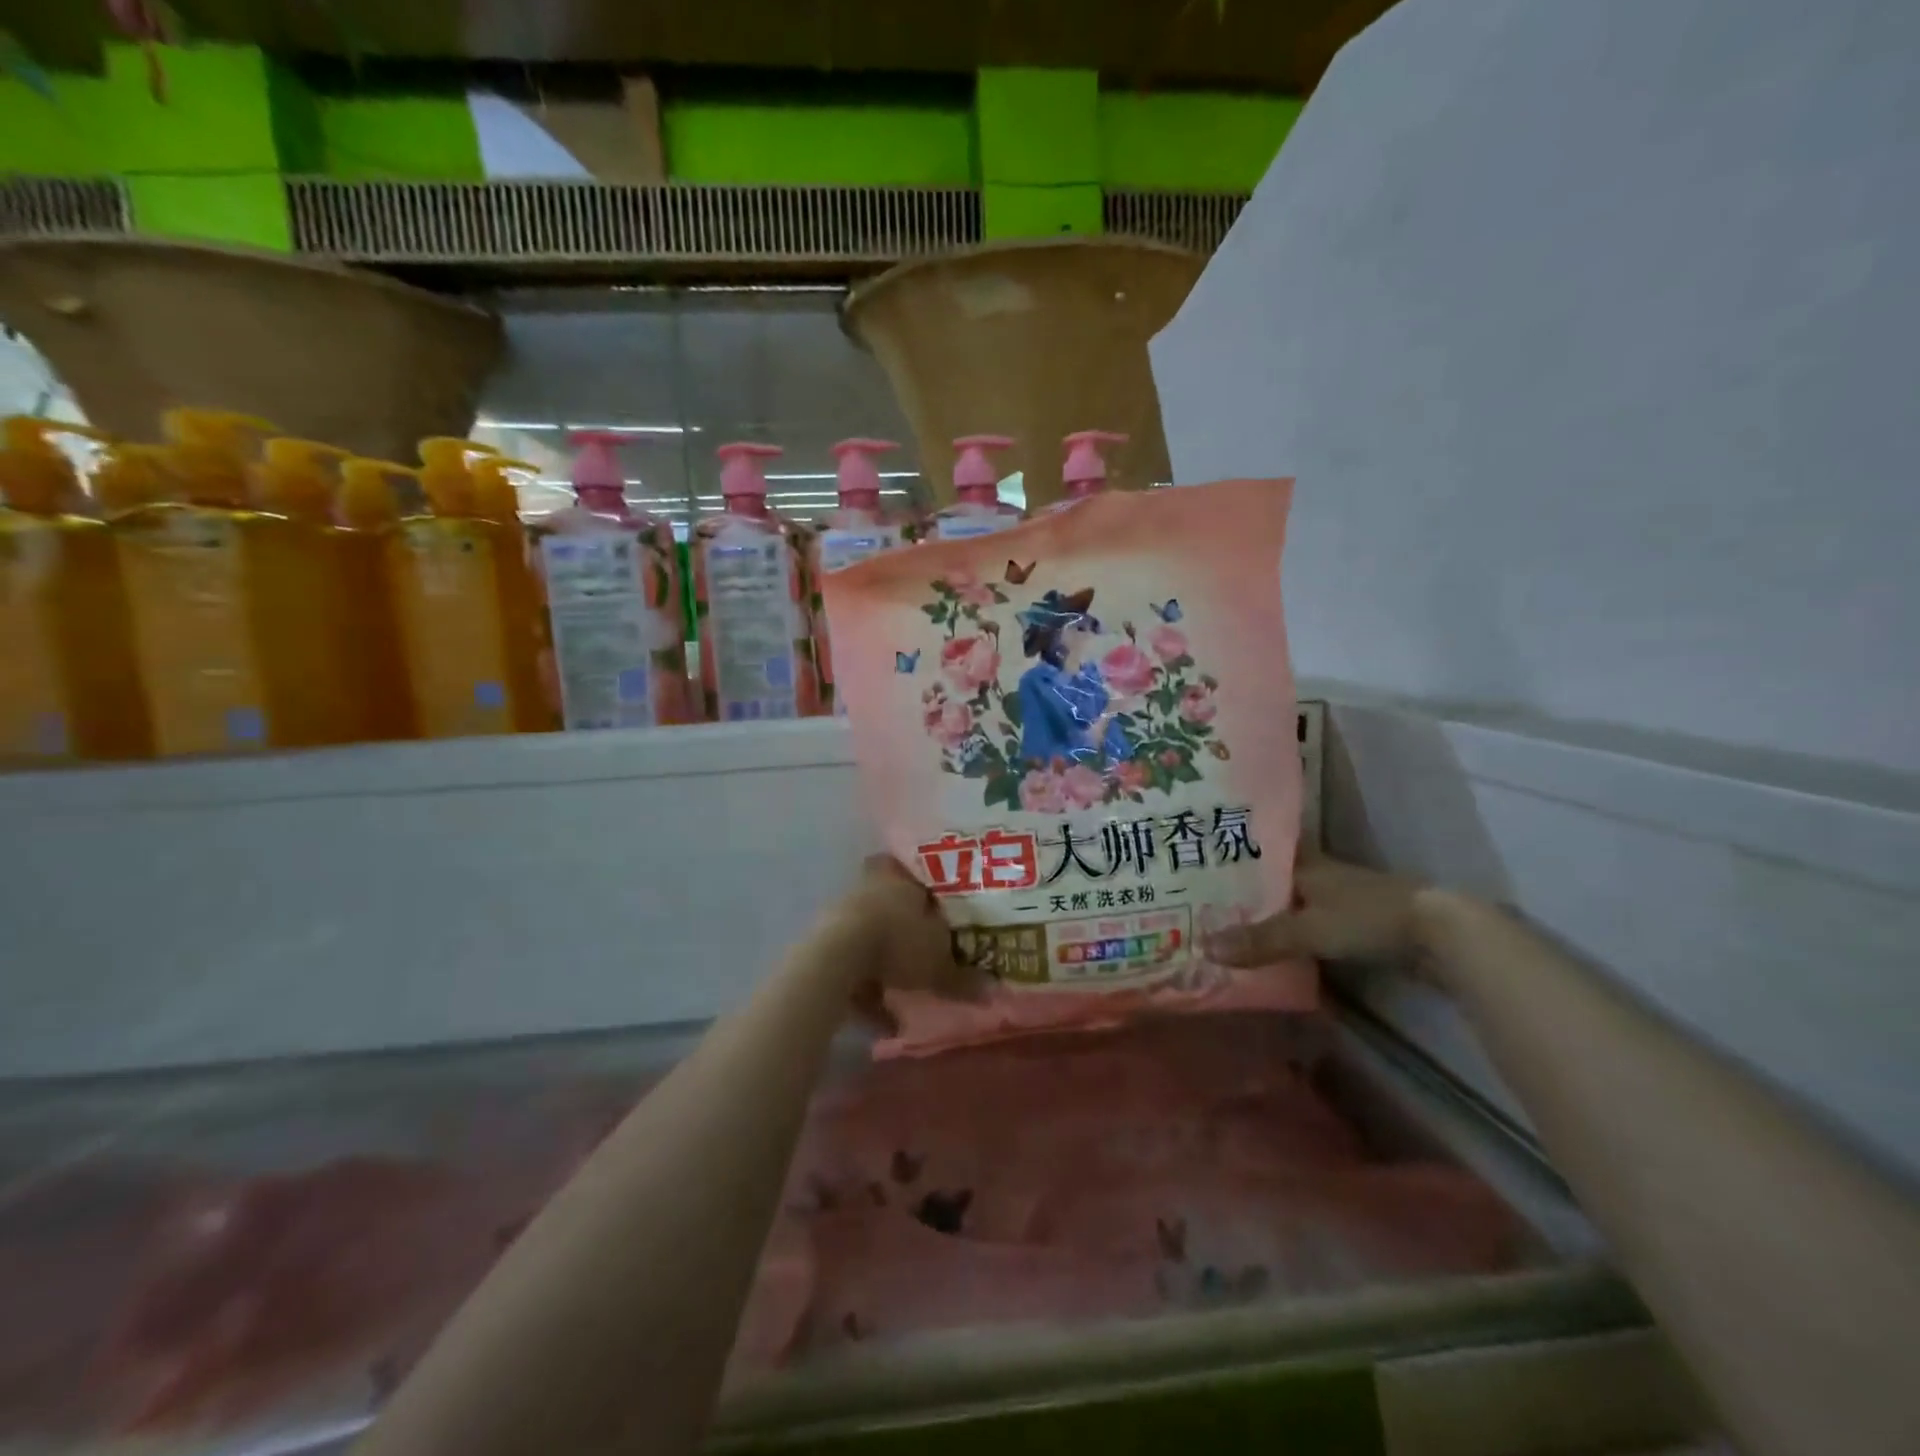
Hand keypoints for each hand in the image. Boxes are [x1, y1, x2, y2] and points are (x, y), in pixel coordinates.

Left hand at [810, 856, 984, 1029]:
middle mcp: (869, 888)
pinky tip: (880, 1018)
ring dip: (882, 961)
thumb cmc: (899, 941)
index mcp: (898, 877)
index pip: (912, 872)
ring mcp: (843, 914)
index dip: (924, 889)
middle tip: (922, 950)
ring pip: (869, 935)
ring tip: (903, 995)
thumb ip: (963, 978)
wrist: (840, 957)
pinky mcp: (823, 943)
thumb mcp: (939, 964)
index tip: (935, 907)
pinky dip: (865, 989)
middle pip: (888, 904)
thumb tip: (990, 991)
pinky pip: (851, 965)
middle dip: (903, 928)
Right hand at [1204, 847, 1427, 965]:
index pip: (1258, 851)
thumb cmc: (1368, 917)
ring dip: (1265, 914)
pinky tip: (1270, 947)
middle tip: (1200, 901)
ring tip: (1225, 926)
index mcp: (1304, 863)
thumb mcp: (1308, 930)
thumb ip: (1260, 940)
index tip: (1198, 862)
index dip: (1230, 856)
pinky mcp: (1355, 924)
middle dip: (1242, 890)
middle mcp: (1318, 874)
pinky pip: (1309, 925)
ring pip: (1290, 902)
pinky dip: (1289, 933)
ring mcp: (1339, 899)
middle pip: (1271, 879)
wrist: (1442, 935)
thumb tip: (1204, 947)